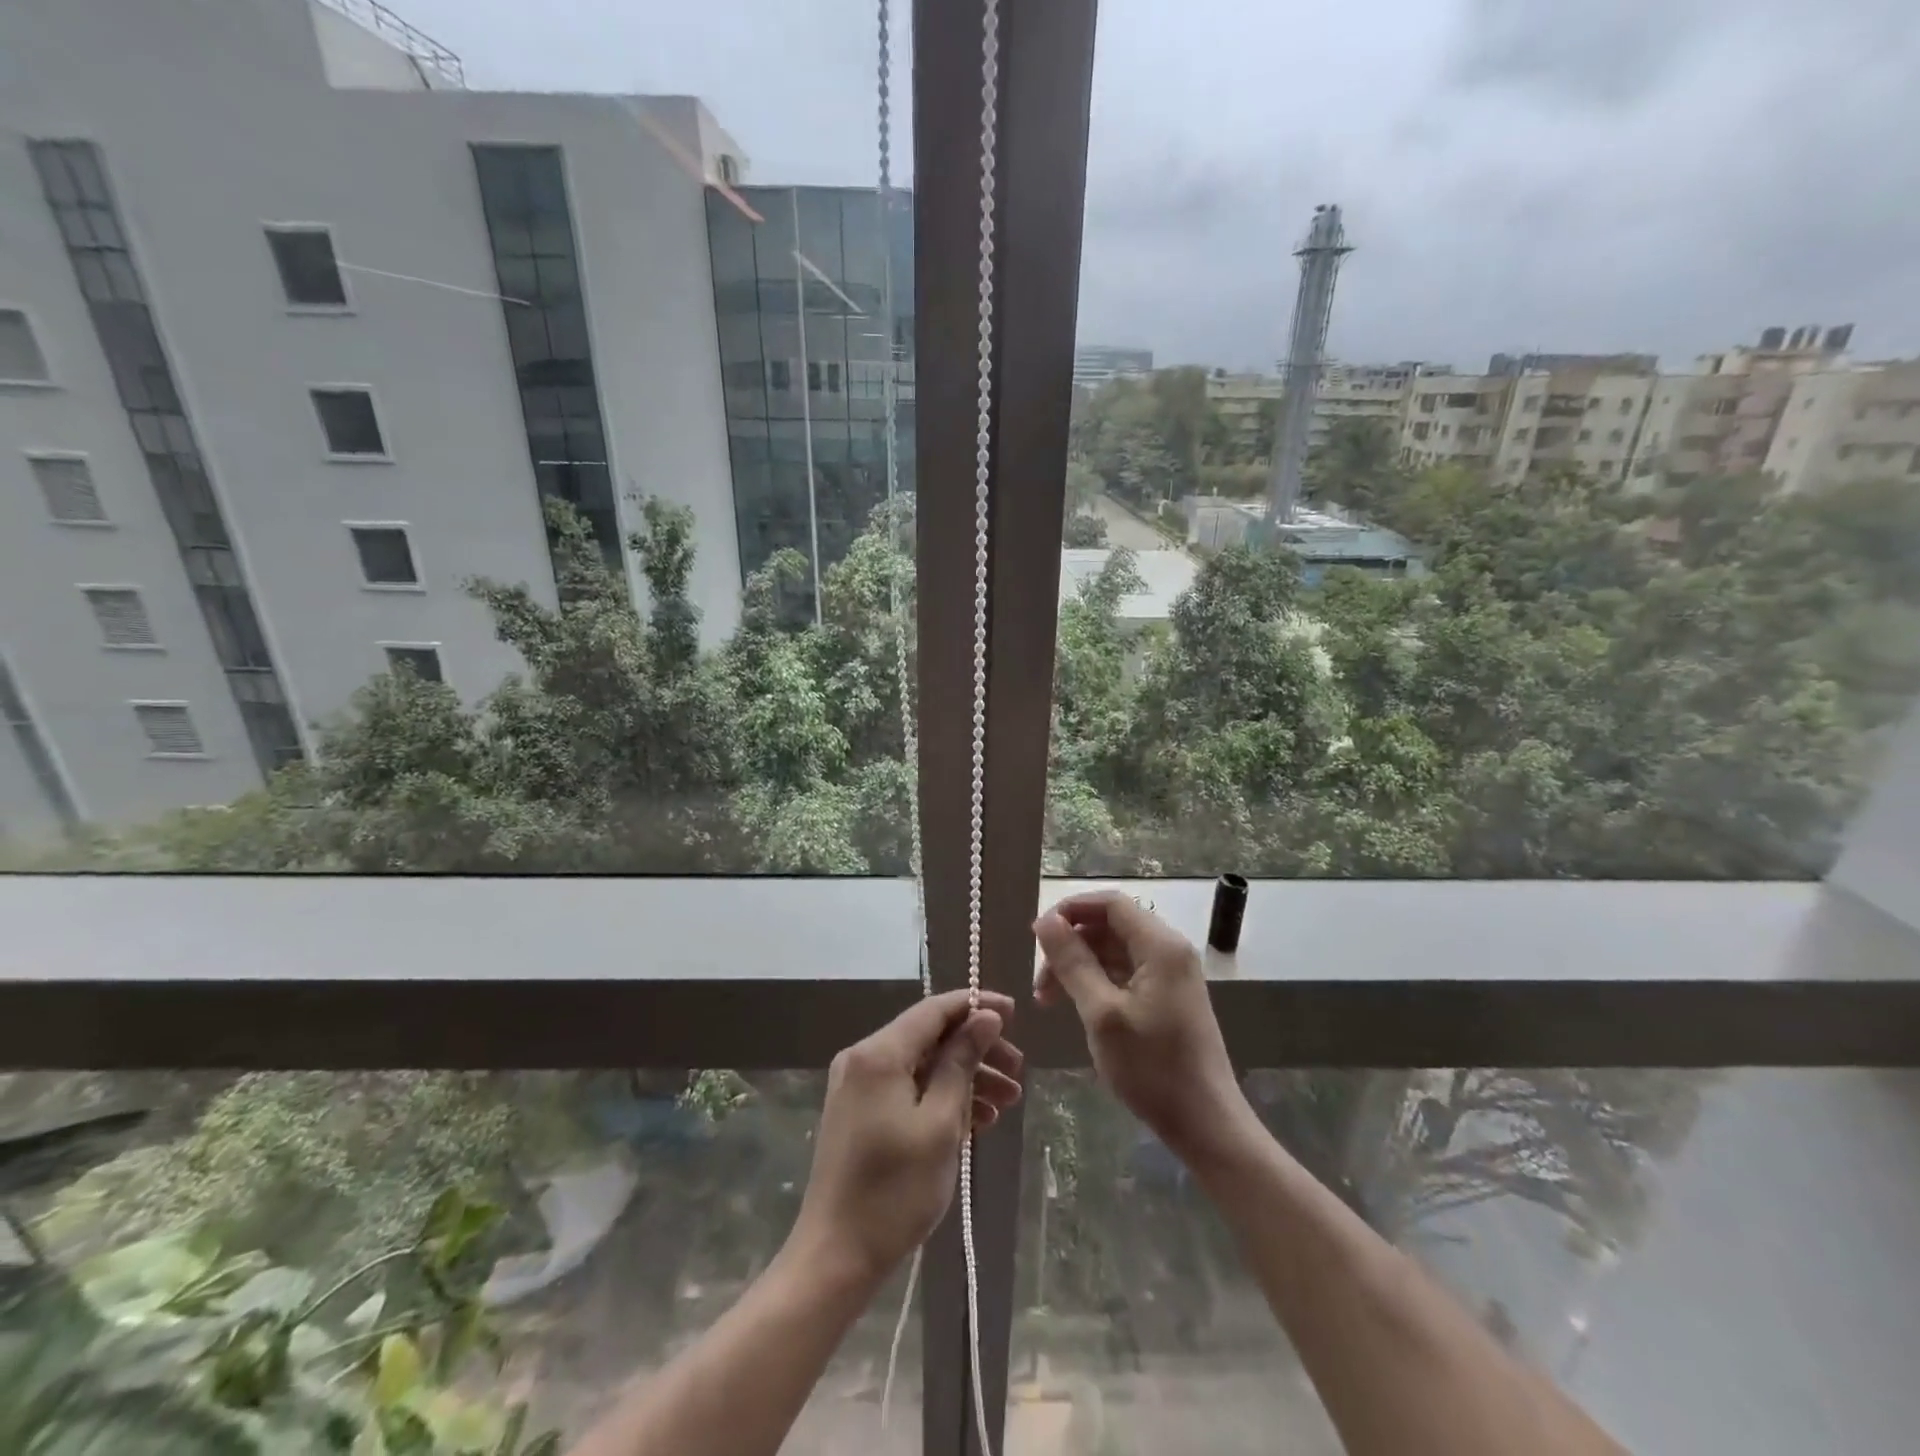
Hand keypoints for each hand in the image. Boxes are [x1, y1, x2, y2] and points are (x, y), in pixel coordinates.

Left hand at [790, 990, 1023, 1283]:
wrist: (837, 1257)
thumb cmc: (894, 1190)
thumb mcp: (940, 1123)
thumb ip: (962, 1062)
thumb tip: (985, 1016)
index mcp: (879, 1053)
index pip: (934, 1010)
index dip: (976, 1006)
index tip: (1015, 1013)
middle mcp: (864, 1058)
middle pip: (930, 1037)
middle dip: (977, 1050)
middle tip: (1018, 1072)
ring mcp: (859, 1086)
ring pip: (923, 1065)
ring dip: (965, 1078)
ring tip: (1007, 1102)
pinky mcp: (861, 1112)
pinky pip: (908, 1089)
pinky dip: (941, 1098)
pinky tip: (977, 1120)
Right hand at [1034, 892, 1246, 1160]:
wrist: (1205, 1124)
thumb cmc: (1152, 1068)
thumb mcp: (1102, 1013)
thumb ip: (1072, 962)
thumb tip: (1044, 921)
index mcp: (1160, 945)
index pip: (1110, 903)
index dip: (1070, 910)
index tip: (1036, 936)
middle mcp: (1168, 950)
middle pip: (1109, 926)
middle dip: (1070, 945)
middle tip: (1039, 981)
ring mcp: (1170, 975)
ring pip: (1113, 951)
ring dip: (1079, 966)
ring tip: (1048, 1000)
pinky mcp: (1167, 997)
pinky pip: (1124, 973)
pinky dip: (1095, 983)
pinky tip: (1075, 1007)